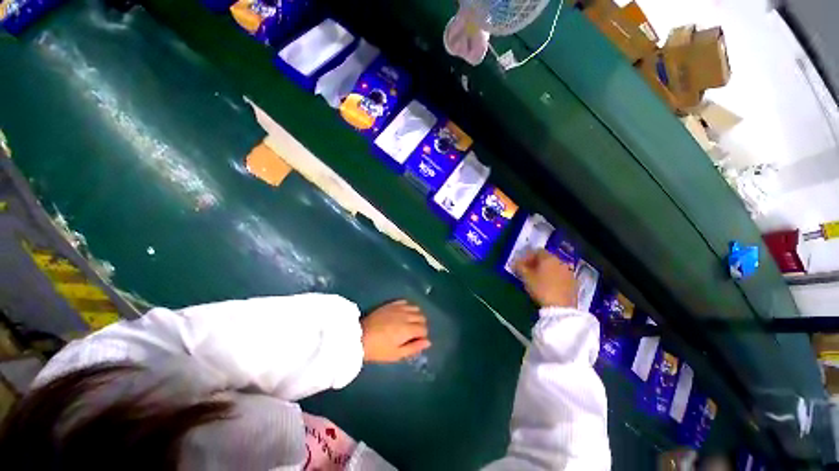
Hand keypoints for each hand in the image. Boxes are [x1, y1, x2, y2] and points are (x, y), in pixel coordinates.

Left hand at [362, 300, 430, 362]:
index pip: (424, 329)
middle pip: (421, 317)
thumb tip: (427, 342)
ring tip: (408, 324)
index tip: (415, 342)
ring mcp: (396, 309)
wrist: (357, 338)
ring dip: (415, 315)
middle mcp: (405, 316)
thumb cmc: (378, 350)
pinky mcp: (388, 305)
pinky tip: (403, 313)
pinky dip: (407, 307)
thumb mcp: (397, 354)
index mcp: (408, 329)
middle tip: (412, 334)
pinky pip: (403, 302)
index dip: (422, 336)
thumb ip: (414, 348)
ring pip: (414, 308)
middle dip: (420, 326)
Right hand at [514, 250, 577, 307]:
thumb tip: (515, 262)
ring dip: (548, 271)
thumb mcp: (527, 279)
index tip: (521, 266)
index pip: (536, 251)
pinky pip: (562, 276)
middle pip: (547, 258)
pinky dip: (556, 278)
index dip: (527, 257)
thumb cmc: (542, 290)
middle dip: (538, 264)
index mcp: (548, 257)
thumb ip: (520, 268)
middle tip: (530, 273)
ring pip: (556, 267)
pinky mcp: (574, 281)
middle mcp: (560, 260)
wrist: (561, 307)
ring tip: (541, 281)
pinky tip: (552, 287)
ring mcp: (569, 271)